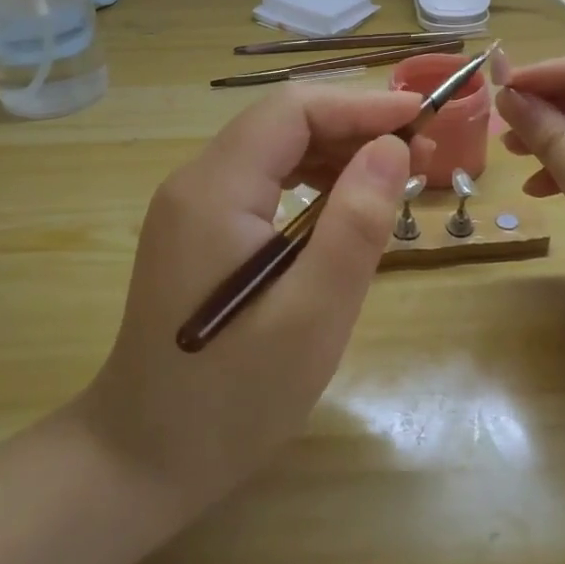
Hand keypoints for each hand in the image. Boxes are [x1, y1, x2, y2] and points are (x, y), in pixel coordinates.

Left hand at [74, 87, 422, 516]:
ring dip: (336, 152)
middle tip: (420, 155)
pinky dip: (312, 183)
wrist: (142, 459)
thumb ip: (355, 225)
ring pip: (274, 150)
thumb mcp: (313, 316)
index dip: (360, 104)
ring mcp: (192, 208)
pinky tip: (345, 209)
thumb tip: (391, 147)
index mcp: (216, 191)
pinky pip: (263, 183)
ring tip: (394, 177)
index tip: (422, 117)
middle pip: (282, 123)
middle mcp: (196, 183)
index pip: (293, 111)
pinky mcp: (199, 233)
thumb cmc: (233, 398)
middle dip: (354, 126)